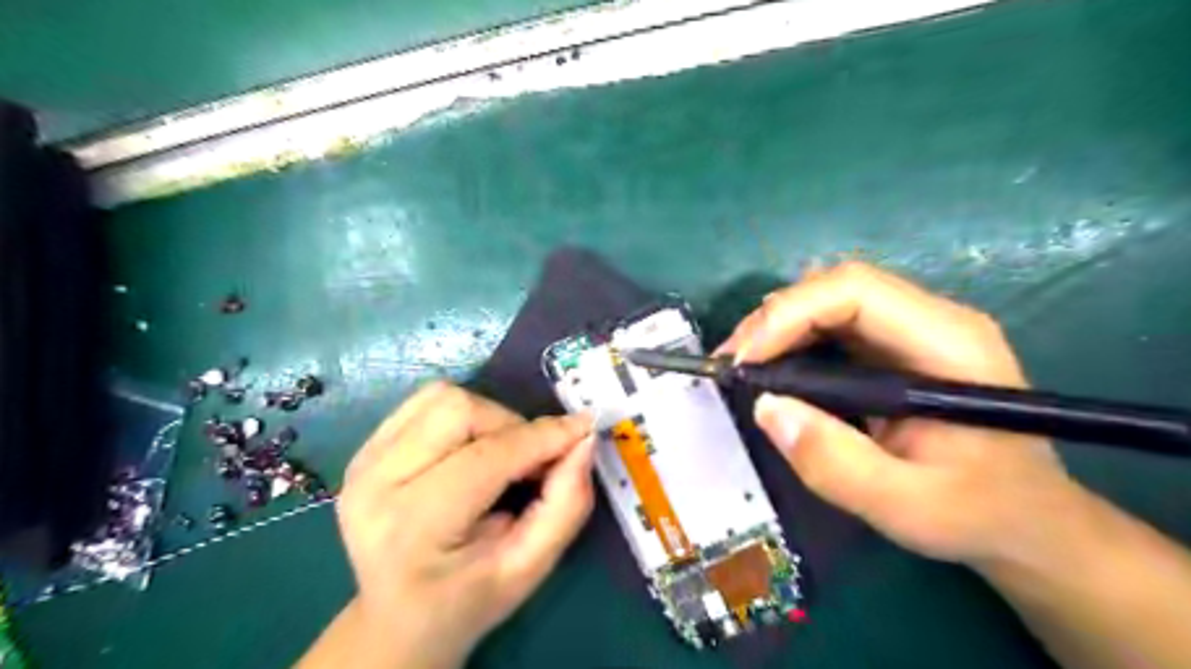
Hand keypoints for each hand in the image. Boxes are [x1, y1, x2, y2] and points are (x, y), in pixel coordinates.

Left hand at [329, 380, 588, 667]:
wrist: (398, 617)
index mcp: (413, 528)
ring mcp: (362, 461)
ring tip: (500, 455)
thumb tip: (583, 440)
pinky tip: (470, 448)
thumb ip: (566, 505)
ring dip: (488, 417)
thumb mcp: (529, 567)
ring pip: (442, 397)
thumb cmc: (468, 599)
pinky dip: (462, 414)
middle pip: (459, 410)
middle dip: (512, 427)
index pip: (488, 457)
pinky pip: (424, 401)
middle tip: (531, 461)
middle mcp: (375, 484)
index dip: (543, 437)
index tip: (582, 430)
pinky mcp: (363, 448)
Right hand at [710, 261, 1086, 568]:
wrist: (1029, 522)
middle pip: (837, 285)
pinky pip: (833, 322)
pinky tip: (773, 367)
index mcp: (948, 343)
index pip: (855, 291)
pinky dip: (793, 338)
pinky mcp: (895, 346)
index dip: (790, 314)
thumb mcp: (905, 506)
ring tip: (745, 365)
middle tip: (733, 363)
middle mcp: (932, 319)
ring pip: (830, 298)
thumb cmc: (979, 514)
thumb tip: (767, 407)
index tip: (745, 361)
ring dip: (779, 325)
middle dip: (775, 318)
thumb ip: (836, 463)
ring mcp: (914, 329)